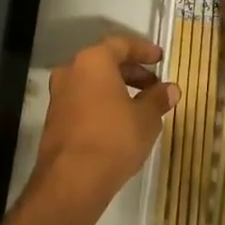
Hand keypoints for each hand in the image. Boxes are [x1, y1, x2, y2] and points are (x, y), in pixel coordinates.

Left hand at [28, 34, 178, 220]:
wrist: (72, 179)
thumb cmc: (114, 138)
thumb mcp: (146, 118)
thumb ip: (158, 99)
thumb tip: (170, 89)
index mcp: (93, 61)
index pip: (121, 44)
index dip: (143, 51)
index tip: (160, 59)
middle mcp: (71, 71)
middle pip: (104, 62)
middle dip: (131, 72)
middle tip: (154, 85)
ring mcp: (58, 95)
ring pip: (92, 83)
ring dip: (117, 89)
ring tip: (141, 106)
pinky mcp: (54, 118)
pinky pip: (83, 101)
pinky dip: (102, 104)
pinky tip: (120, 122)